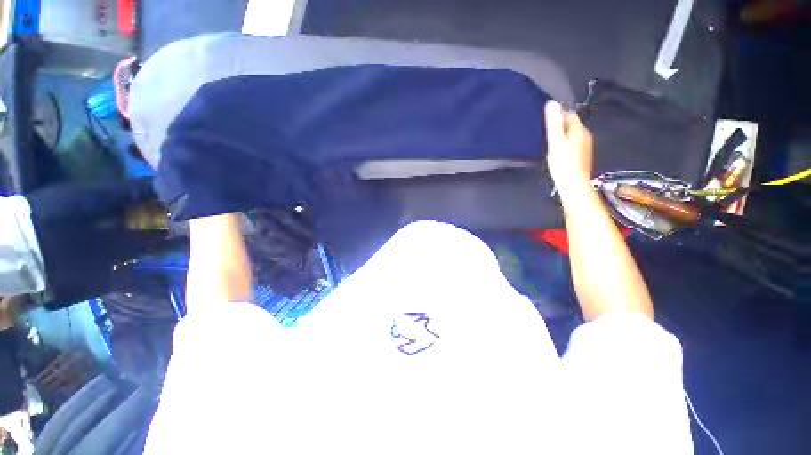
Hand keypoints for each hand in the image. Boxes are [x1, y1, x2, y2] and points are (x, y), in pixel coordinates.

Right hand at [544, 100, 593, 196]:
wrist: (574, 184)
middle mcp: (585, 136)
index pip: (569, 114)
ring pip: (573, 135)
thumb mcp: (555, 142)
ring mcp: (585, 146)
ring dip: (563, 135)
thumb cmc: (563, 163)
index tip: (547, 119)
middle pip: (572, 124)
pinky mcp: (583, 156)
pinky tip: (559, 151)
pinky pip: (574, 144)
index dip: (558, 114)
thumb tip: (552, 103)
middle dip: (561, 124)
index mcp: (579, 130)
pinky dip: (566, 144)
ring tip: (551, 141)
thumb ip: (554, 123)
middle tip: (547, 130)